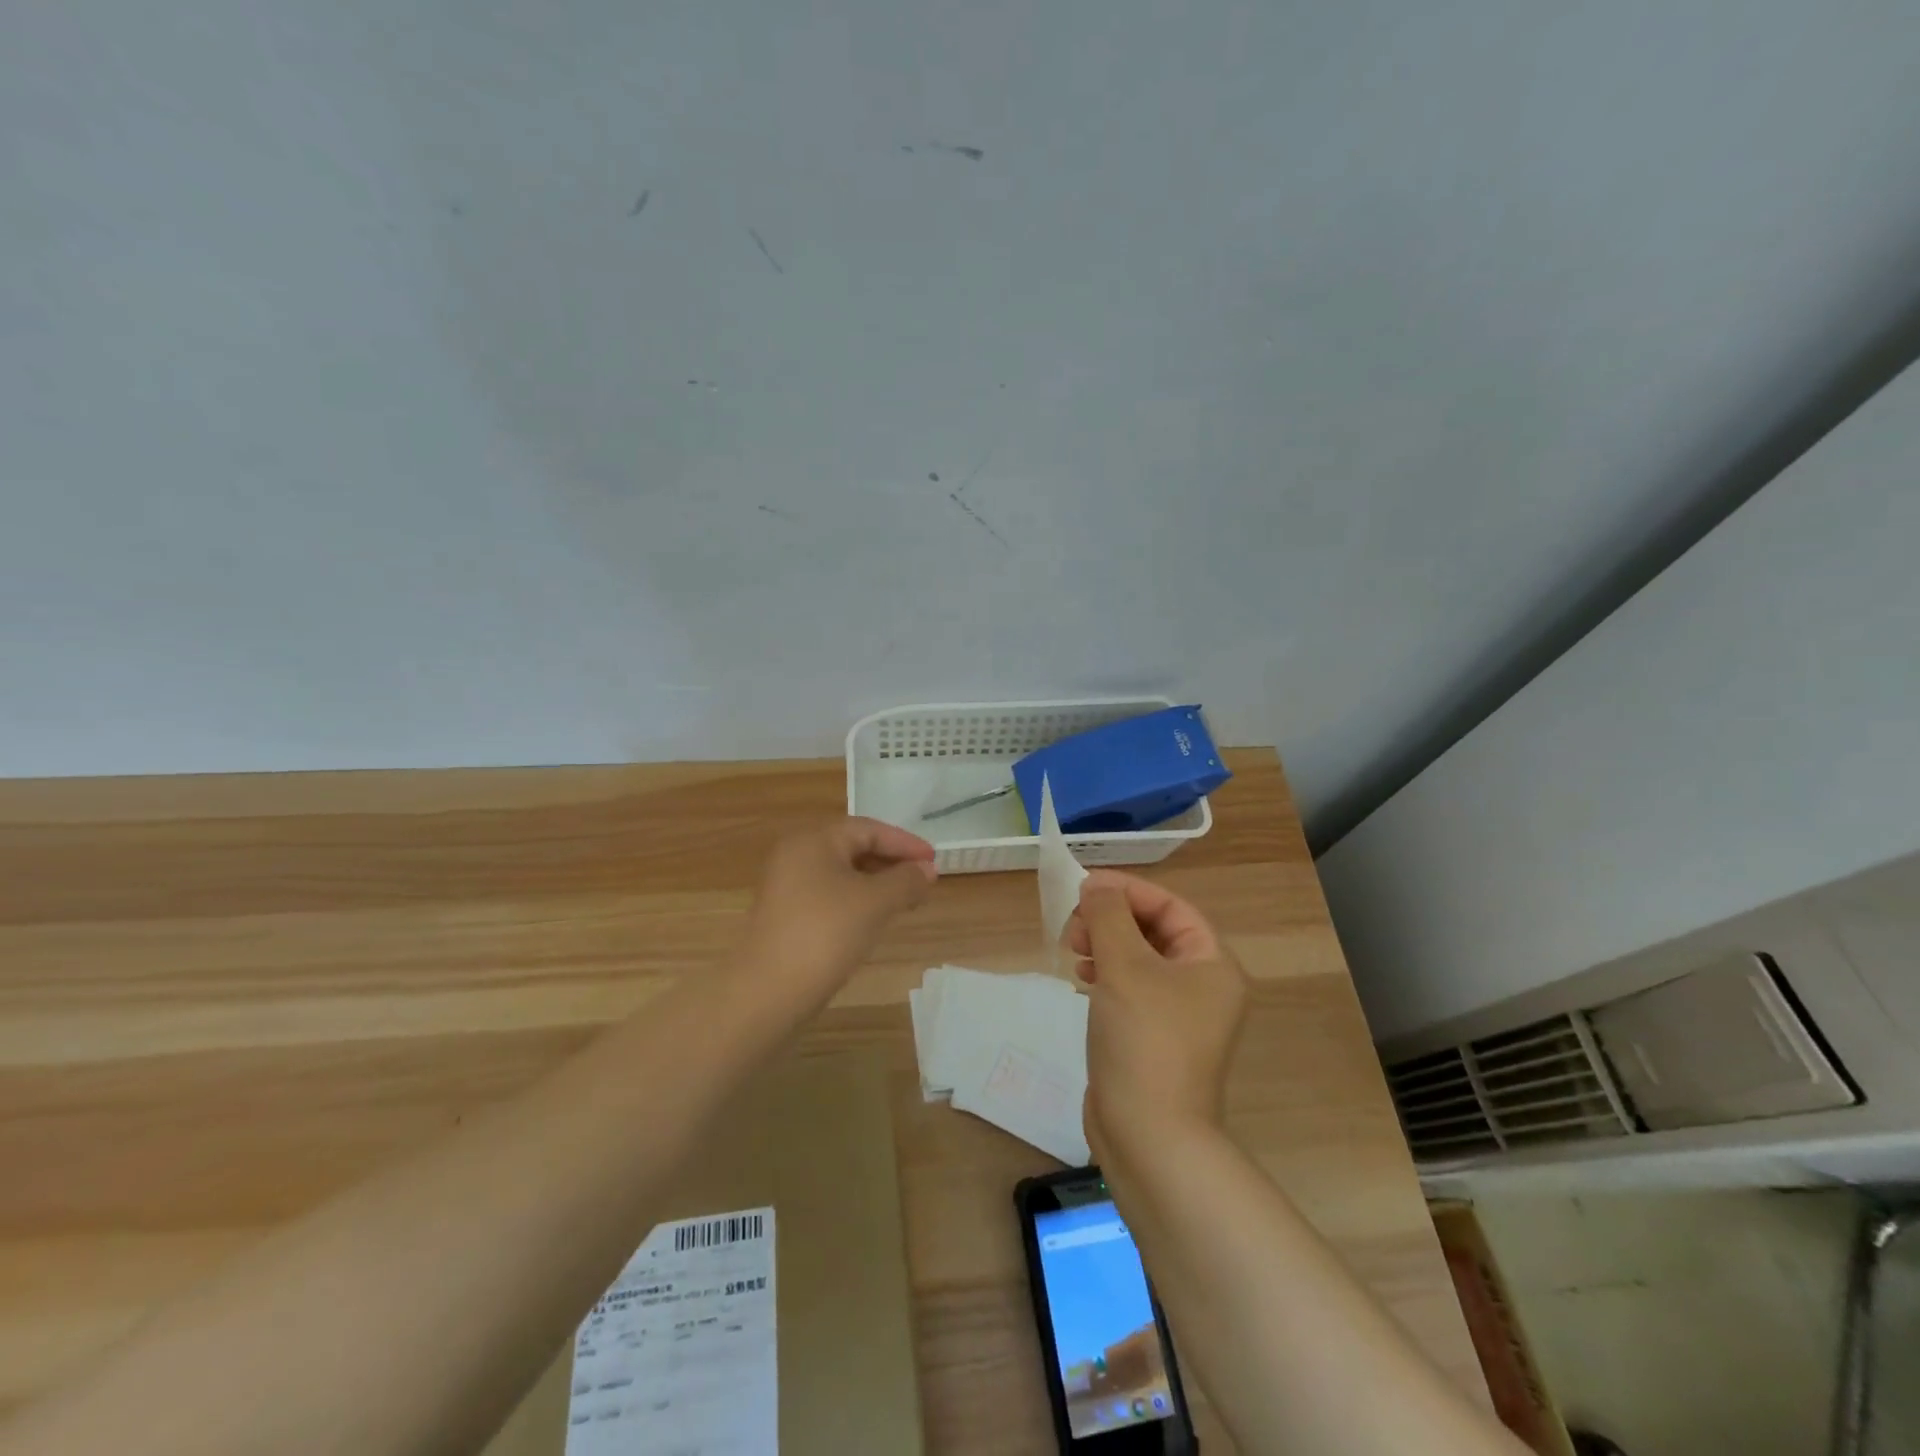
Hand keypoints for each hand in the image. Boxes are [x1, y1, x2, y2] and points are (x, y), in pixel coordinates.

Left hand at [739, 818, 937, 1007]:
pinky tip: (875, 920)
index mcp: (813, 841)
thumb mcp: (875, 903)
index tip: (934, 861)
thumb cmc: (825, 934)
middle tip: (924, 882)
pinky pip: (831, 896)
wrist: (768, 993)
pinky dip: (858, 901)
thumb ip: (906, 880)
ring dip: (877, 884)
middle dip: (892, 863)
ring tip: (907, 901)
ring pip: (843, 874)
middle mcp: (796, 856)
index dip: (905, 843)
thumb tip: (927, 869)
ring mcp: (788, 887)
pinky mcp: (787, 916)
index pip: (868, 829)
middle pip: (854, 848)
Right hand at [1067, 870, 1248, 1159]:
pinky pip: (1131, 988)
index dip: (1128, 891)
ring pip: (1139, 959)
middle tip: (1075, 923)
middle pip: (1155, 931)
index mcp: (1212, 965)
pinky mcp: (1154, 1037)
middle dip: (1113, 919)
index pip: (1171, 907)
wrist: (1149, 1136)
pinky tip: (1082, 978)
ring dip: (1106, 944)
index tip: (1085, 887)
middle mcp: (1203, 987)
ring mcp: (1179, 1016)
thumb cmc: (1144, 1040)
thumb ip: (1109, 917)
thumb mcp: (1125, 967)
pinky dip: (1106, 974)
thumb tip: (1096, 886)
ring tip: (1073, 948)